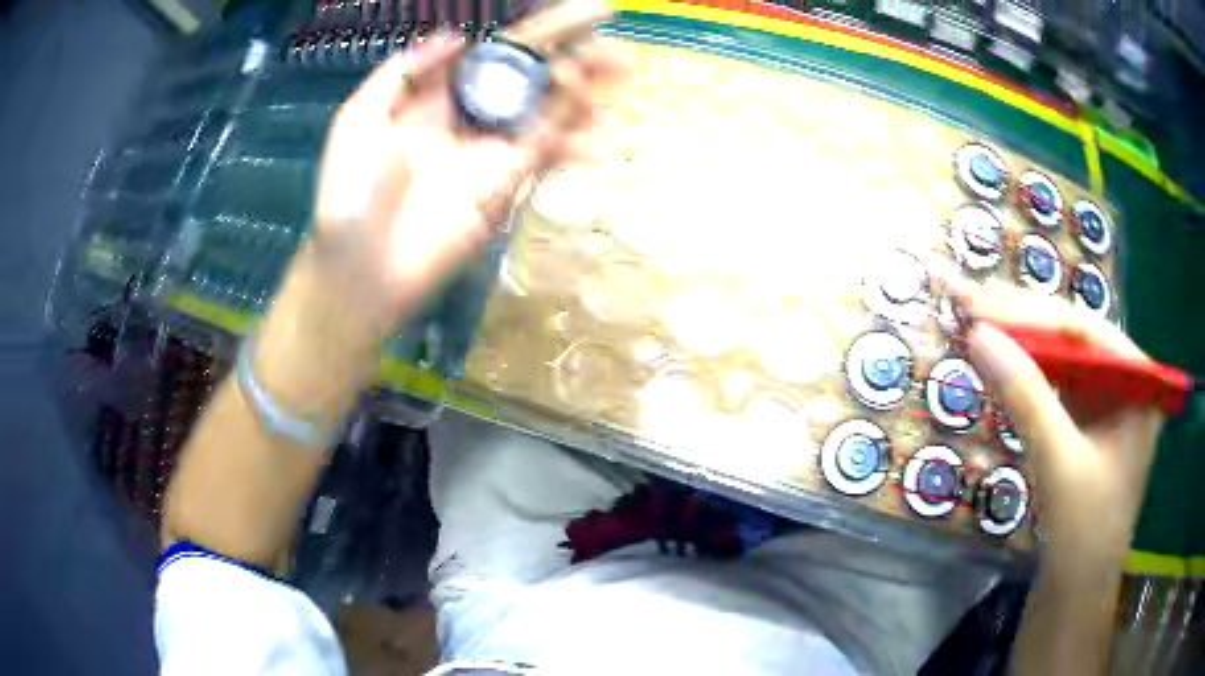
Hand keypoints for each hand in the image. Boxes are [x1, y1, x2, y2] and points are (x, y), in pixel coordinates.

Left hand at [255, 0, 625, 414]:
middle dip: (579, 61)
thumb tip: (458, 36)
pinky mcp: (505, 186)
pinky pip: (547, 155)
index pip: (501, 51)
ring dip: (584, 97)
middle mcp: (472, 116)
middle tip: (621, 55)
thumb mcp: (360, 116)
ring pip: (550, 114)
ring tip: (616, 81)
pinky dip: (573, 142)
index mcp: (438, 93)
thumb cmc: (351, 190)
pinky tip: (599, 133)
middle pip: (535, 79)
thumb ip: (404, 70)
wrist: (361, 264)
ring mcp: (492, 151)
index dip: (544, 30)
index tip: (591, 14)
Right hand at [953, 279, 1162, 563]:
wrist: (1075, 598)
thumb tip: (977, 335)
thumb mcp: (1060, 463)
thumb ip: (1026, 395)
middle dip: (1023, 324)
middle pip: (1073, 340)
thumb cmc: (1084, 534)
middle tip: (970, 305)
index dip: (1029, 313)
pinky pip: (1059, 390)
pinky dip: (1029, 378)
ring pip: (1063, 361)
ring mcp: (1107, 407)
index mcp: (1138, 383)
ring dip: (1023, 346)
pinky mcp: (1088, 430)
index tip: (978, 303)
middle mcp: (1126, 384)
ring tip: (979, 327)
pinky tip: (1005, 368)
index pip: (1083, 330)